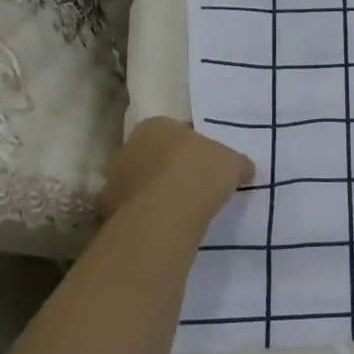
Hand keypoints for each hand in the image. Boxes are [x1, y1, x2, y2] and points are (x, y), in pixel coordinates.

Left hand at [98, 117, 252, 231]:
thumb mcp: (233, 163)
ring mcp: (115, 181)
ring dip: (157, 194)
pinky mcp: (109, 213)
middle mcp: (129, 147)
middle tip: (196, 186)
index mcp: (156, 125)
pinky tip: (167, 228)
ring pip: (142, 184)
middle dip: (171, 169)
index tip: (209, 163)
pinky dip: (148, 217)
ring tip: (183, 211)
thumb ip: (237, 163)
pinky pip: (135, 211)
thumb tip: (244, 170)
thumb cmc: (199, 173)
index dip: (195, 146)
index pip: (177, 131)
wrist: (165, 215)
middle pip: (155, 156)